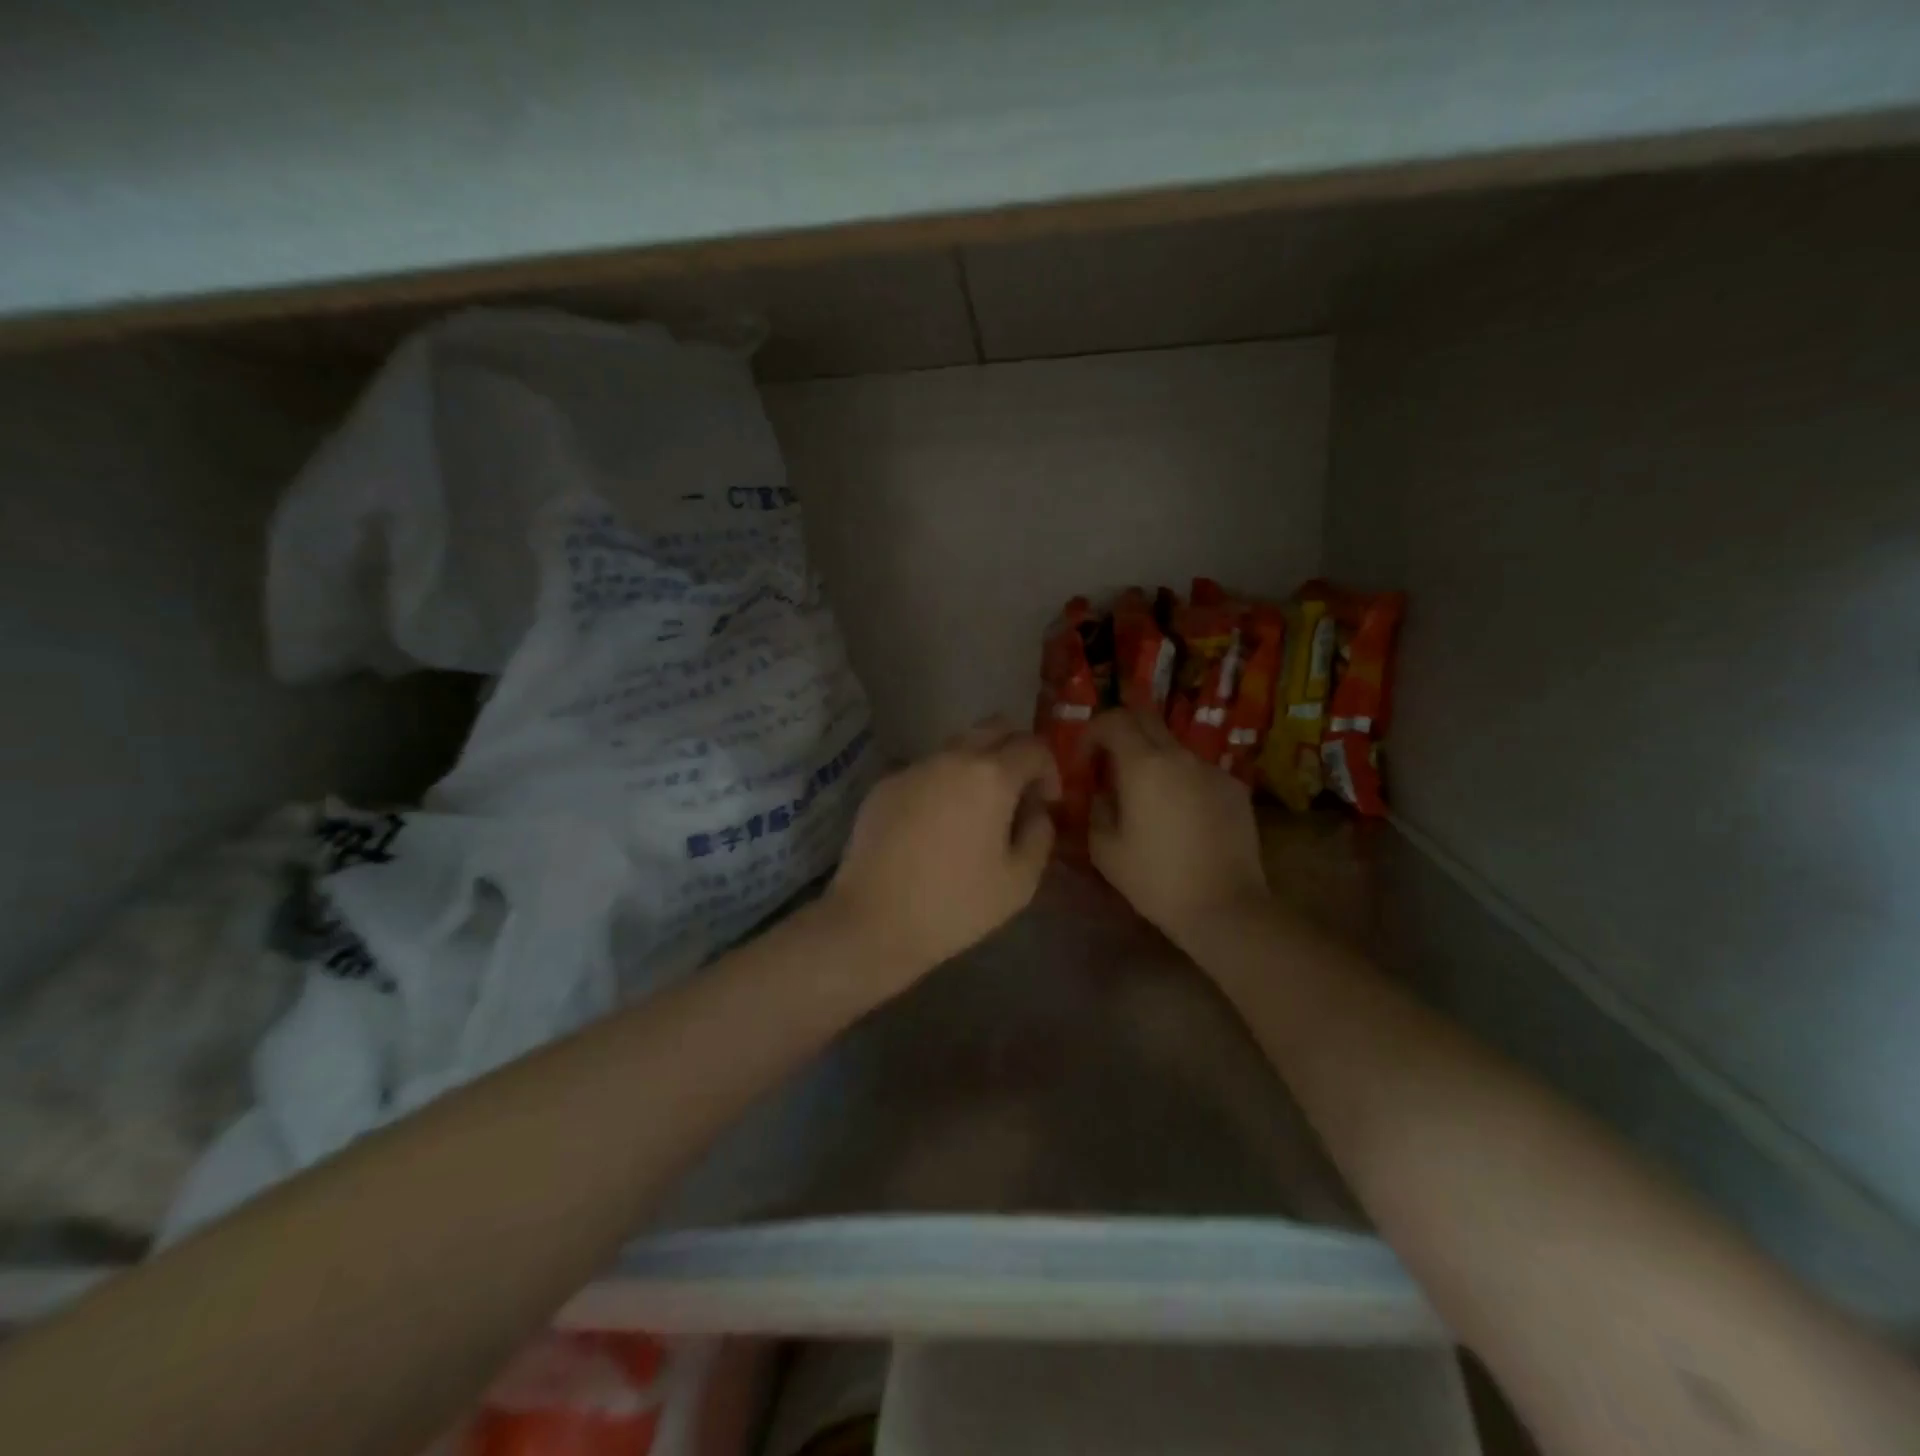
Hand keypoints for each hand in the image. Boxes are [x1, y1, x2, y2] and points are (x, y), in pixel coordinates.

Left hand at [826, 717, 1059, 985]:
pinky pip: (925, 771)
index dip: (1049, 770)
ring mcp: (913, 768)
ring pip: (956, 747)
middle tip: (1017, 792)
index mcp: (991, 776)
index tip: (1046, 802)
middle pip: (994, 728)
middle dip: (1014, 751)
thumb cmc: (955, 905)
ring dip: (976, 766)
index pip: (1033, 747)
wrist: (872, 920)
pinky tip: (934, 827)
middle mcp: (951, 758)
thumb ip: (1040, 835)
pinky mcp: (884, 786)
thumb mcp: (1019, 882)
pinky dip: (941, 785)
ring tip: (974, 812)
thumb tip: (1035, 811)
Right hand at [1084, 709, 1268, 945]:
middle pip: (1146, 719)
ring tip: (1146, 798)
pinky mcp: (1235, 789)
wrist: (1226, 907)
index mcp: (1144, 765)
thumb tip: (1101, 793)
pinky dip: (1181, 781)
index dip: (1092, 732)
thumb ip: (1096, 809)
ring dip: (1152, 760)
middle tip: (1109, 766)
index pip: (1114, 720)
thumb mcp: (1105, 850)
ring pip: (1173, 747)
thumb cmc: (1156, 880)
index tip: (1085, 761)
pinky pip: (1198, 772)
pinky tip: (1181, 818)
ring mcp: (1212, 770)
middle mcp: (1180, 756)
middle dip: (1121, 734)